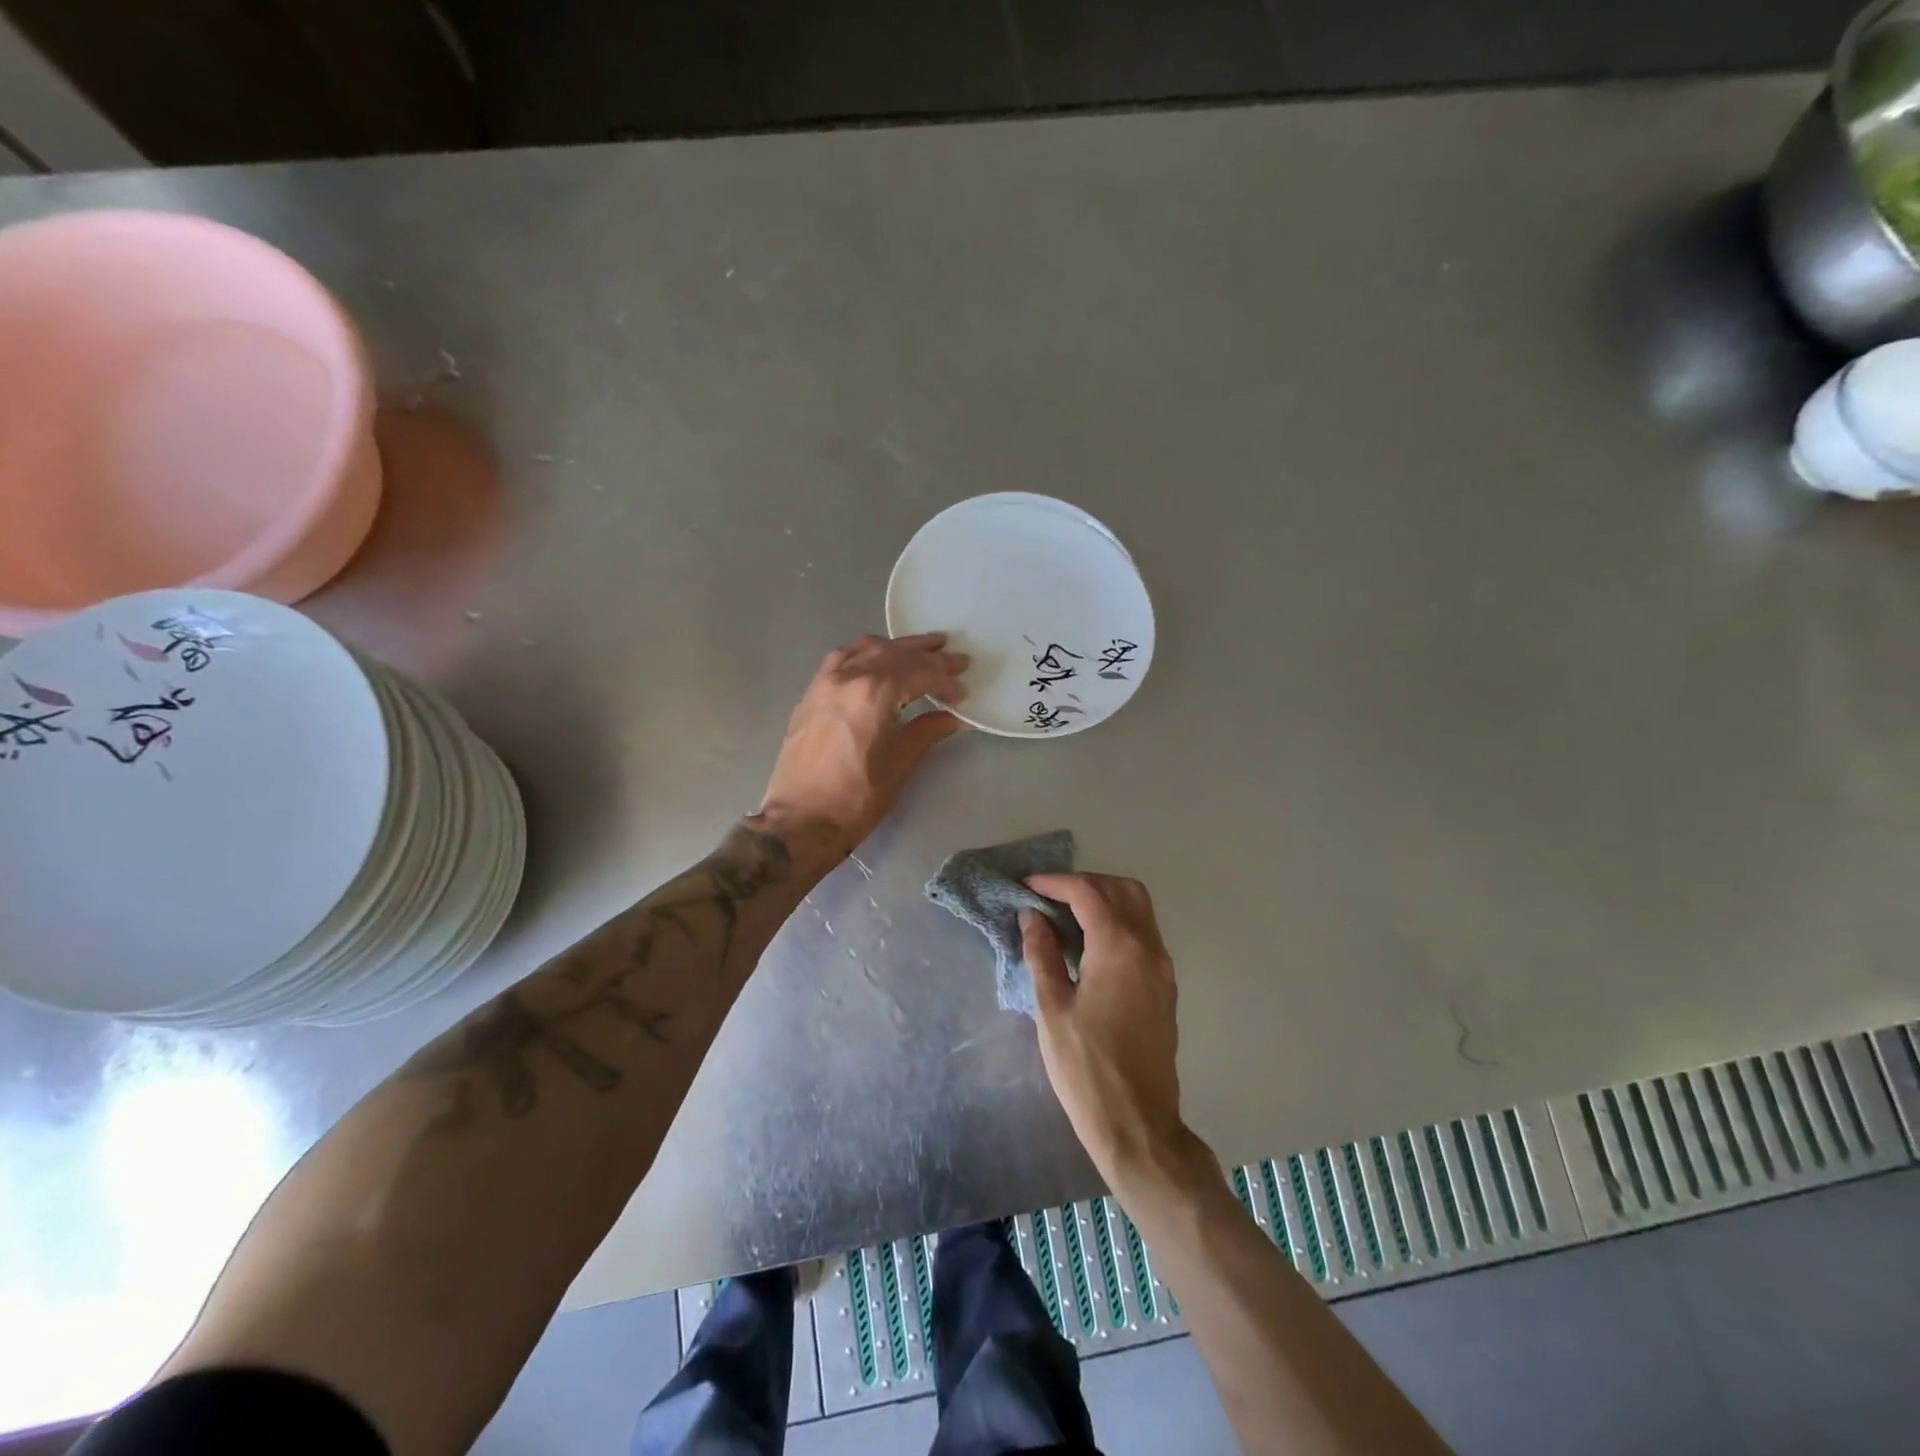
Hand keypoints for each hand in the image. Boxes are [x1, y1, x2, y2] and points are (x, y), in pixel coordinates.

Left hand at [756, 633, 968, 858]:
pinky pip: (842, 658)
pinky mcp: (811, 694)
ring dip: (896, 648)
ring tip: (921, 649)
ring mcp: (824, 682)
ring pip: (866, 649)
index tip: (962, 694)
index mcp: (873, 692)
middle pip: (894, 653)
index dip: (945, 680)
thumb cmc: (857, 797)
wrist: (800, 820)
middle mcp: (848, 676)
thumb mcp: (901, 763)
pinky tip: (877, 660)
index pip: (920, 672)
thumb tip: (955, 717)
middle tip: (956, 658)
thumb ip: (929, 730)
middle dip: (928, 655)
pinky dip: (866, 653)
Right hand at [1023, 874, 1201, 1193]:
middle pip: (1121, 889)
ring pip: (1139, 908)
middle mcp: (1148, 947)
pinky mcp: (1165, 985)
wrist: (1137, 1124)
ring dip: (1104, 898)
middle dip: (1084, 883)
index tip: (1025, 887)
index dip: (1054, 883)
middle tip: (1048, 896)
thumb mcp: (1052, 1008)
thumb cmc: (1085, 1067)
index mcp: (1119, 948)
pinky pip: (1144, 932)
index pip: (1087, 893)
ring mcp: (1162, 966)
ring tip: (1065, 914)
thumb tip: (1032, 917)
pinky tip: (1088, 942)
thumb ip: (1043, 954)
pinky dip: (1117, 920)